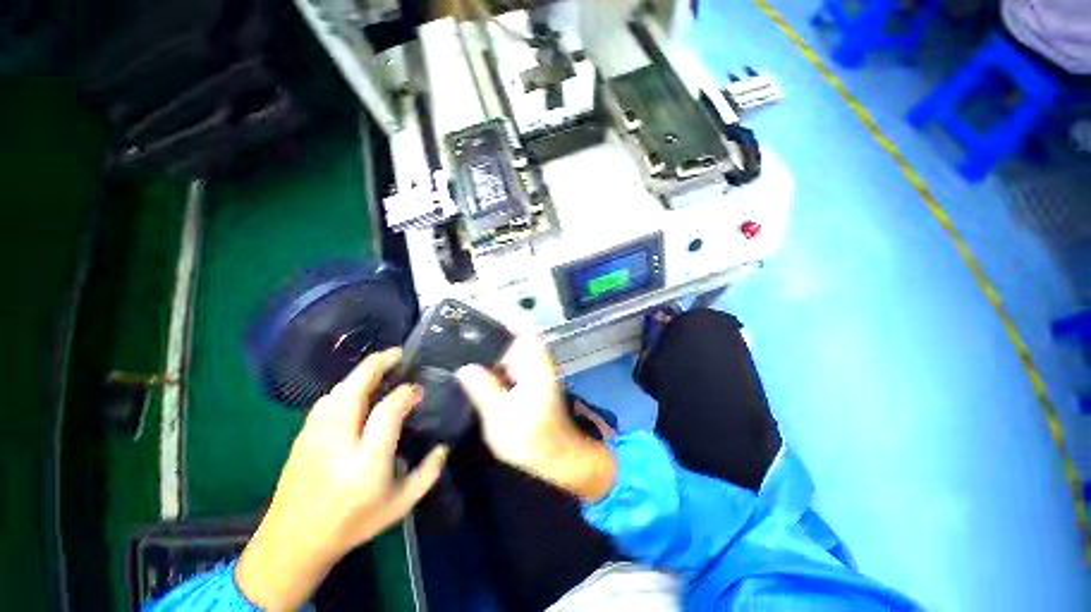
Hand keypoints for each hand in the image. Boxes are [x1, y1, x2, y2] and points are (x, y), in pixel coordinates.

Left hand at [236, 348, 447, 611]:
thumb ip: (427, 475)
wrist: (293, 541)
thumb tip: (444, 447)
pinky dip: (346, 386)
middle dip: (378, 364)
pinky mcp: (303, 435)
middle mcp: (339, 442)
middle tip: (398, 354)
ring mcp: (316, 436)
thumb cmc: (353, 524)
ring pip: (339, 390)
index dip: (405, 393)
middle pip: (355, 389)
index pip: (387, 412)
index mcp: (367, 462)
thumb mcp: (400, 506)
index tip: (418, 390)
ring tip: (382, 366)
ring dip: (361, 372)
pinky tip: (357, 389)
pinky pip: (327, 399)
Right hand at [457, 337, 615, 501]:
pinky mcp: (532, 386)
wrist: (555, 458)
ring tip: (467, 362)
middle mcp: (538, 364)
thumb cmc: (529, 438)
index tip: (479, 325)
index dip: (502, 324)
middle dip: (490, 342)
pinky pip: (513, 369)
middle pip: (514, 342)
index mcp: (535, 365)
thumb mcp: (500, 415)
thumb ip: (483, 389)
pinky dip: (498, 371)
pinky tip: (479, 379)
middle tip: (463, 346)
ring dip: (492, 358)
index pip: (521, 332)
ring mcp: (536, 374)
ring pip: (512, 356)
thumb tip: (464, 368)